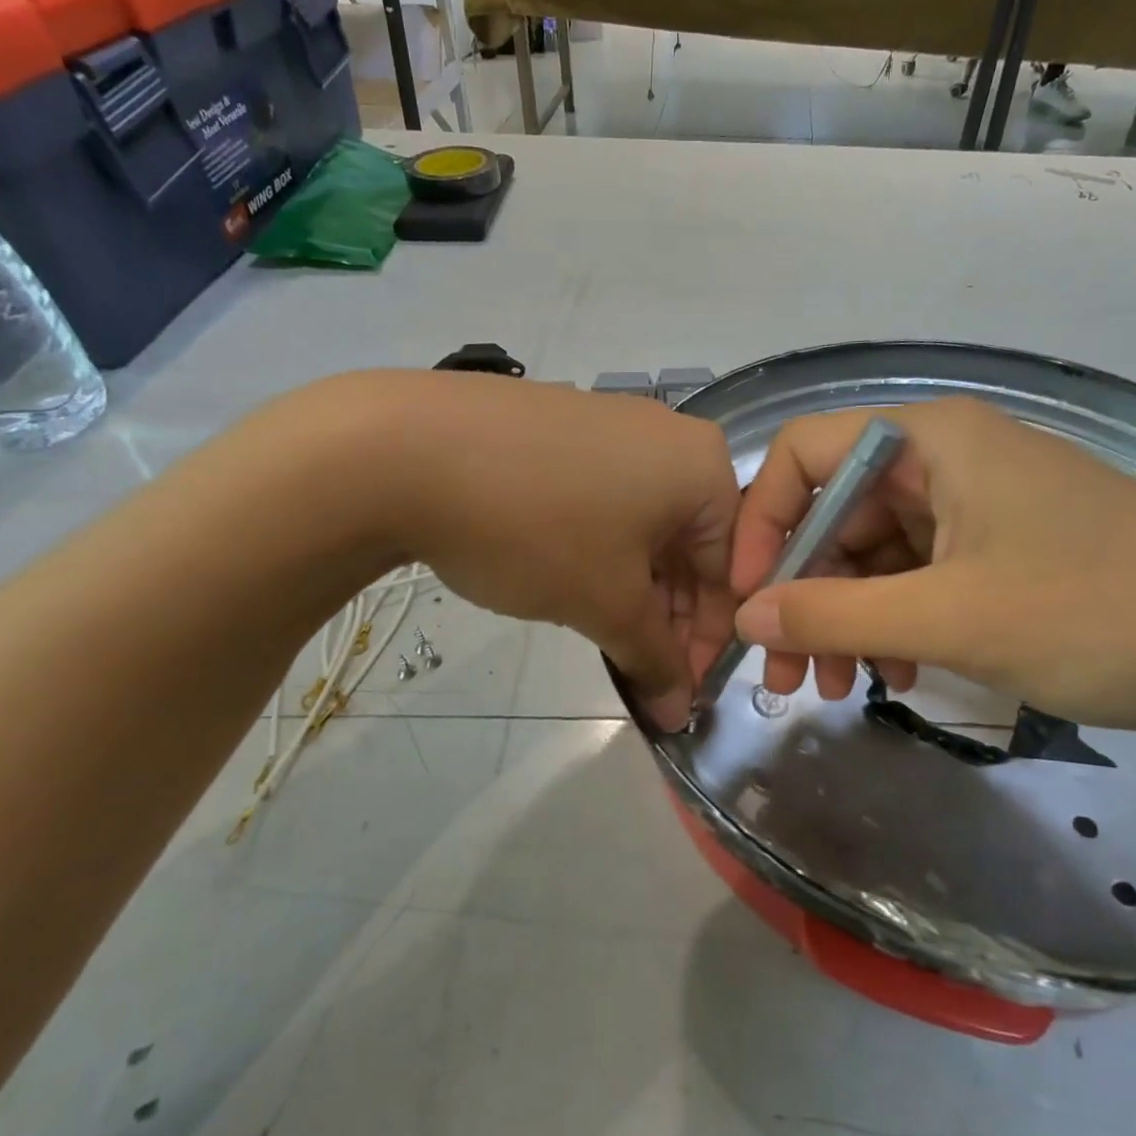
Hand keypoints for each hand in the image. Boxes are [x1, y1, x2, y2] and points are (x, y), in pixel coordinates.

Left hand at [373, 374, 739, 730]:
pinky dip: (600, 549)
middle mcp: (668, 435)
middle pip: (689, 544)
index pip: (730, 569)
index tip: (679, 692)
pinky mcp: (562, 426)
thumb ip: (655, 659)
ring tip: (603, 634)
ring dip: (633, 588)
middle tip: (640, 671)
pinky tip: (568, 579)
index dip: (707, 640)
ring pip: (644, 524)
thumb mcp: (605, 603)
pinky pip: (604, 498)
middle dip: (667, 616)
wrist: (405, 448)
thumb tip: (679, 711)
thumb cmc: (537, 527)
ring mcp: (611, 424)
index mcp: (703, 466)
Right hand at [728, 397, 1135, 732]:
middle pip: (836, 513)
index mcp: (928, 439)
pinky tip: (900, 675)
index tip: (748, 598)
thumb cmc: (1102, 613)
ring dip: (846, 619)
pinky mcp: (1001, 552)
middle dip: (803, 592)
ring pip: (874, 555)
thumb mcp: (952, 617)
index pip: (803, 454)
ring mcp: (975, 507)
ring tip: (837, 687)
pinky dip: (895, 625)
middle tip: (785, 674)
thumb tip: (746, 617)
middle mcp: (944, 459)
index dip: (761, 523)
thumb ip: (835, 614)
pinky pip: (918, 579)